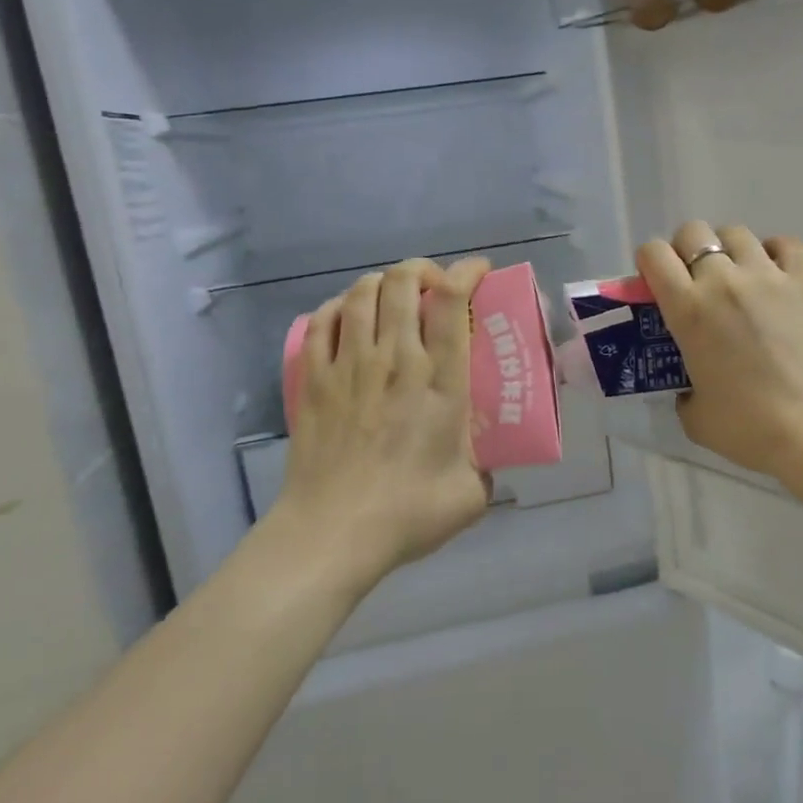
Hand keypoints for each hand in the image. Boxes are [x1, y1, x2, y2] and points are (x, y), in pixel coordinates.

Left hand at [270, 257, 492, 591]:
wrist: (332, 533)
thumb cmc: (407, 514)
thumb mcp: (471, 494)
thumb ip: (486, 466)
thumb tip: (488, 457)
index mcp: (440, 382)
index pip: (452, 302)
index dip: (467, 273)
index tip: (478, 273)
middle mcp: (395, 360)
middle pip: (404, 282)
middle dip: (423, 269)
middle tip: (435, 285)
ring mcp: (349, 365)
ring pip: (362, 293)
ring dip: (383, 283)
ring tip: (395, 296)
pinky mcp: (313, 379)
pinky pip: (323, 320)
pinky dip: (339, 306)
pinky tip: (349, 316)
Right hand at [636, 223, 802, 520]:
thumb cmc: (750, 428)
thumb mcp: (694, 416)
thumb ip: (684, 391)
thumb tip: (692, 386)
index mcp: (688, 309)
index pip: (653, 254)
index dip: (650, 262)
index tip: (657, 282)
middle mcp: (723, 280)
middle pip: (693, 232)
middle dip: (687, 250)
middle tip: (697, 281)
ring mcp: (769, 275)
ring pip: (737, 233)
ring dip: (729, 250)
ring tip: (739, 277)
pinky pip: (784, 244)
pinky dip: (774, 253)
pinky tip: (776, 276)